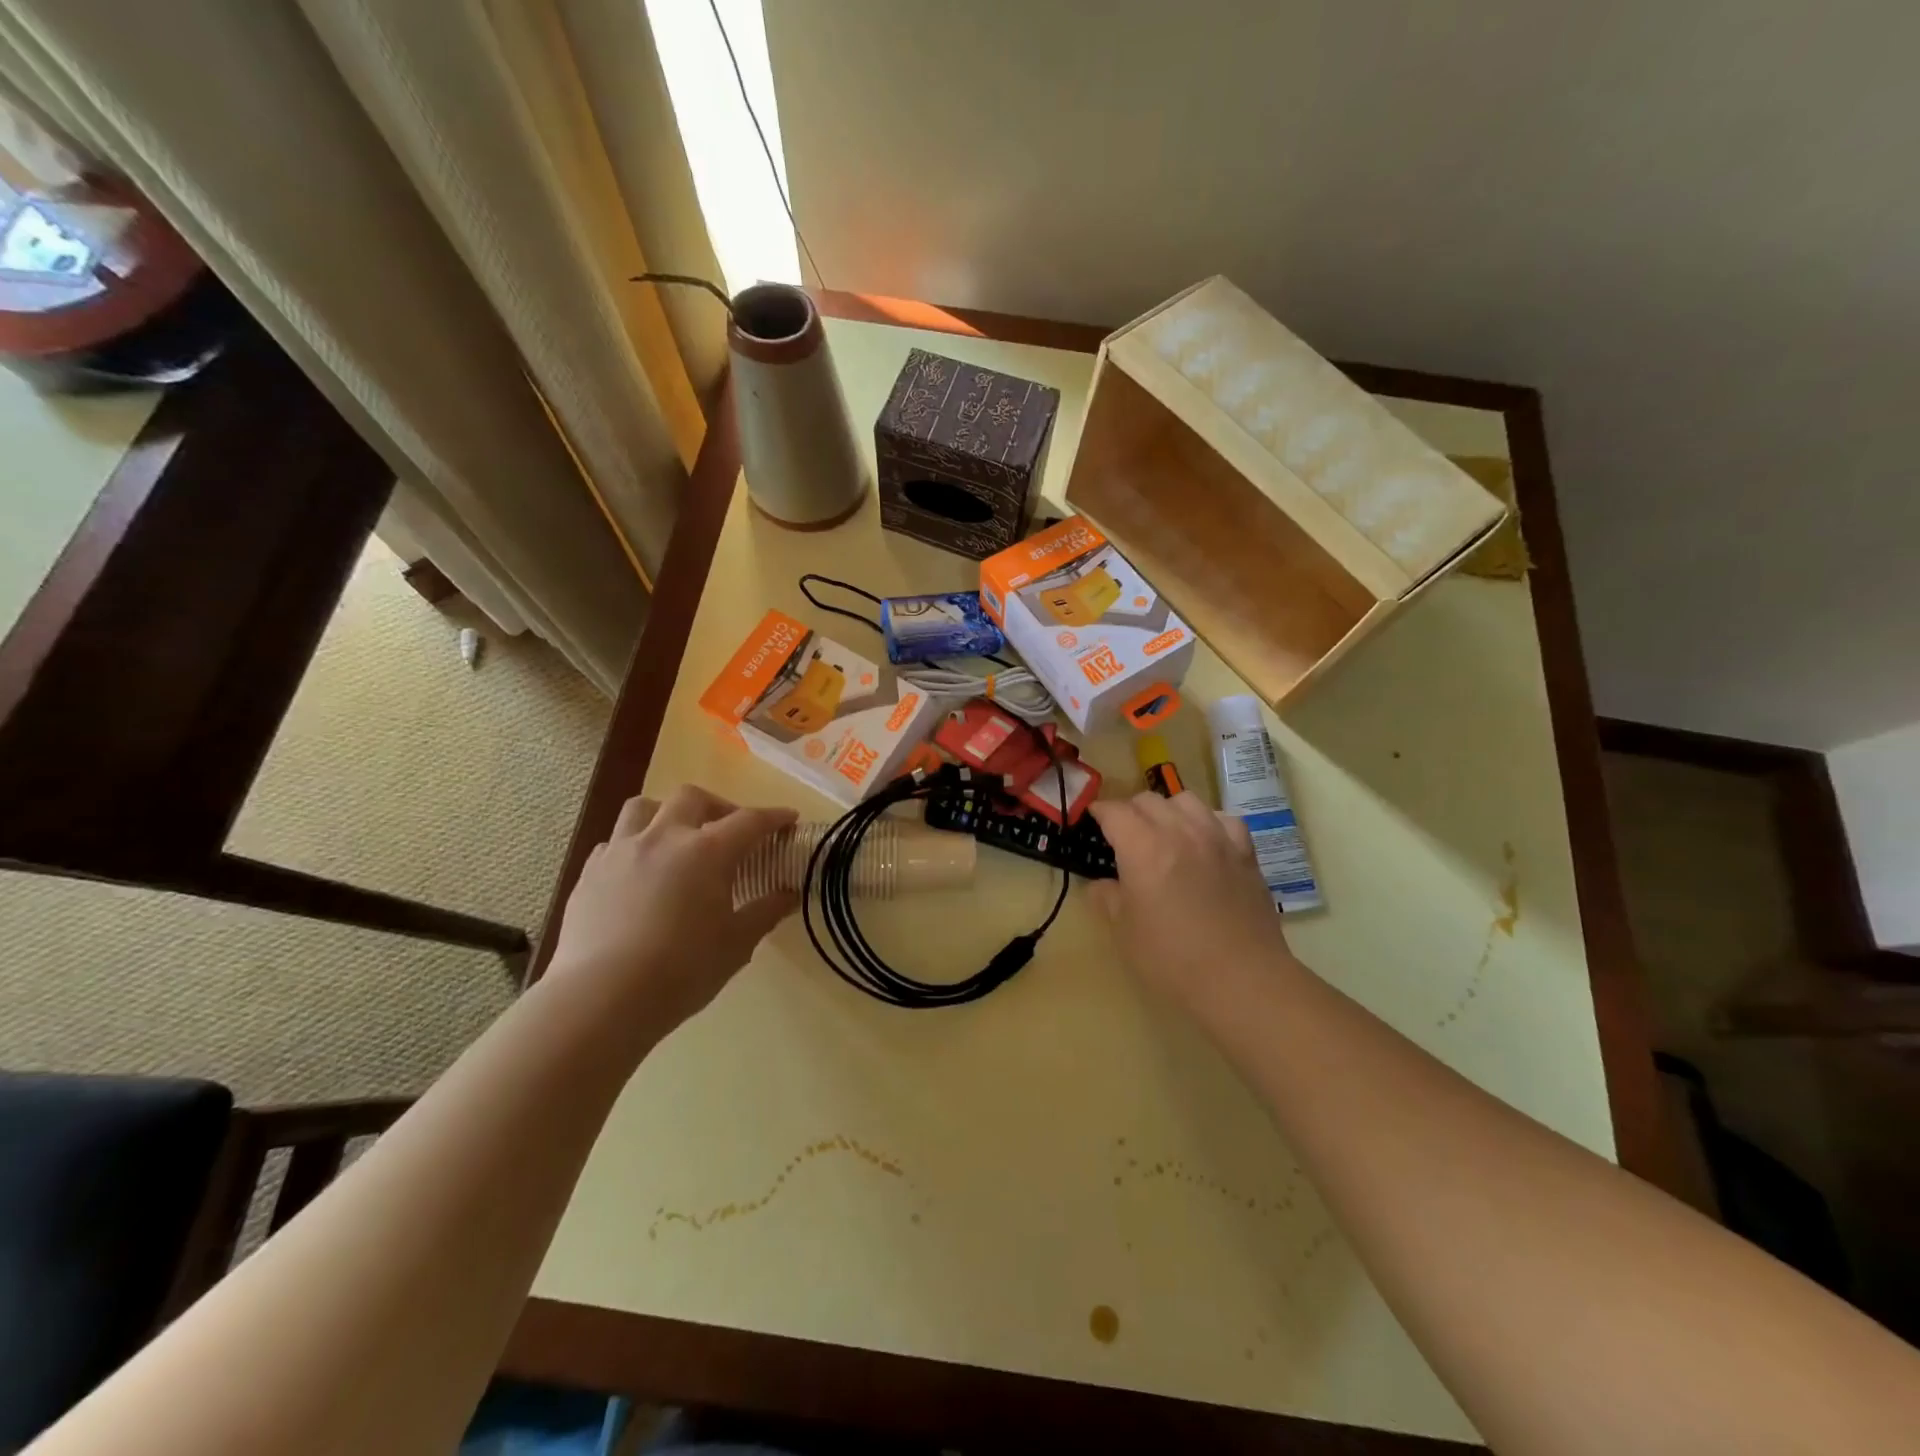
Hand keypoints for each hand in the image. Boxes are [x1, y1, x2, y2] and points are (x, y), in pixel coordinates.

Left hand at [547, 786, 797, 1031]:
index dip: (773, 817)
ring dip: (667, 814)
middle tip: (730, 831)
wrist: (602, 998)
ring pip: (644, 808)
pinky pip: (614, 843)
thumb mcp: (737, 944)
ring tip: (677, 839)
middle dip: (718, 806)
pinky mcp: (590, 873)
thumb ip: (766, 912)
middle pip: (693, 798)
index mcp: (707, 851)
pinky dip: (633, 847)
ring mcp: (621, 851)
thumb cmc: (682, 970)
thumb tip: (790, 894)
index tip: (789, 819)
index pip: (749, 821)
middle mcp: (664, 838)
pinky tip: (639, 873)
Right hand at [1088, 791, 1303, 1022]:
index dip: (1099, 812)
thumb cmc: (1172, 959)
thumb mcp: (1124, 931)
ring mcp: (1217, 838)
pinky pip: (1223, 819)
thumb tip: (1102, 884)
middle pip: (1148, 800)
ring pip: (1186, 800)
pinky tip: (1204, 842)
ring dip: (1168, 810)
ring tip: (1164, 832)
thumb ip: (1107, 898)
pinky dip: (1207, 822)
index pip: (1114, 811)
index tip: (1092, 820)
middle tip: (1123, 835)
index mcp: (1143, 847)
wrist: (1242, 980)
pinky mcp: (1245, 853)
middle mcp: (1180, 831)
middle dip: (1130, 811)